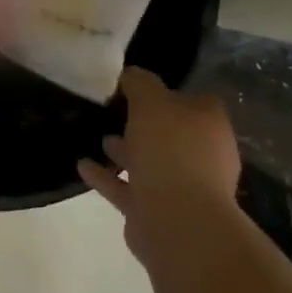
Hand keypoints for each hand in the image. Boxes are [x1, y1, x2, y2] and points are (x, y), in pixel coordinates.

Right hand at [79, 68, 241, 262]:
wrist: (176, 219)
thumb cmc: (170, 150)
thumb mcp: (152, 102)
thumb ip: (140, 84)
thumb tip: (131, 73)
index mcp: (208, 125)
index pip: (193, 101)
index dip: (165, 93)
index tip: (134, 88)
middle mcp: (201, 155)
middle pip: (170, 134)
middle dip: (144, 125)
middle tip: (113, 113)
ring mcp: (181, 186)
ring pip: (150, 163)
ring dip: (125, 152)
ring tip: (98, 138)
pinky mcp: (156, 211)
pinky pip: (127, 188)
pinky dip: (107, 177)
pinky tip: (82, 166)